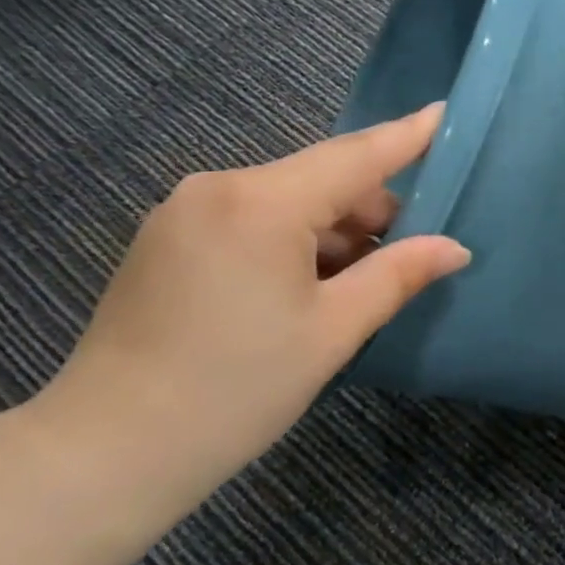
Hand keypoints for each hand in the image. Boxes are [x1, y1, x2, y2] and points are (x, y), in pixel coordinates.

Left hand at [34, 105, 468, 496]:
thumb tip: (455, 248)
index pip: (354, 156)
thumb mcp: (333, 332)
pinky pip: (249, 222)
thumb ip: (397, 275)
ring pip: (285, 203)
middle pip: (319, 180)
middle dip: (370, 211)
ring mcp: (184, 212)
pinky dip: (290, 243)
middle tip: (413, 253)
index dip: (406, 137)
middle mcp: (218, 188)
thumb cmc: (236, 390)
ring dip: (330, 233)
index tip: (444, 112)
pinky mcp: (166, 239)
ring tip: (360, 284)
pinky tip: (307, 289)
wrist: (109, 452)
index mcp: (262, 203)